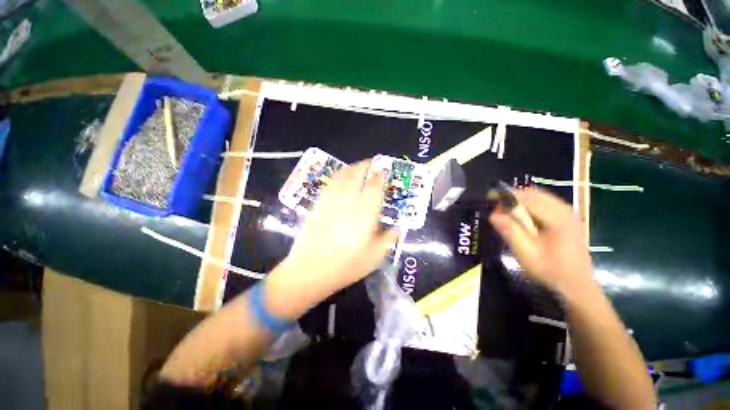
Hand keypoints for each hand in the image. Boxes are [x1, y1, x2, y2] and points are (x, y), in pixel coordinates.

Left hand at [270, 161, 397, 309]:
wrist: (310, 271)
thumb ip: (389, 239)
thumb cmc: (346, 266)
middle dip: (365, 166)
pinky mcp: (318, 205)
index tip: (383, 171)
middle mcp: (348, 202)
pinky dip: (337, 177)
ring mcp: (331, 202)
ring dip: (351, 168)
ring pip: (342, 177)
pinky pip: (329, 185)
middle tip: (371, 163)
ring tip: (357, 166)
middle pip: (357, 176)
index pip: (374, 187)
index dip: (380, 176)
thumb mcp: (375, 257)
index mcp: (365, 213)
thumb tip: (398, 229)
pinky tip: (340, 178)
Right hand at [489, 188, 593, 296]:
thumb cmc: (550, 271)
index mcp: (558, 218)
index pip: (528, 198)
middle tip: (499, 210)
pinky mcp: (568, 218)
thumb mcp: (526, 253)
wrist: (576, 286)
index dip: (507, 197)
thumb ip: (510, 232)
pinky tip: (523, 219)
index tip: (491, 202)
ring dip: (521, 202)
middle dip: (513, 198)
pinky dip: (530, 206)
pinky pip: (545, 204)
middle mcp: (565, 210)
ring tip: (508, 214)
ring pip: (539, 197)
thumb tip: (493, 214)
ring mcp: (569, 214)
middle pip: (534, 194)